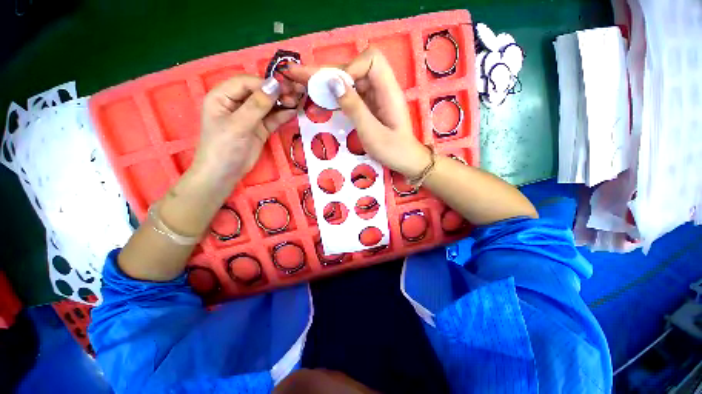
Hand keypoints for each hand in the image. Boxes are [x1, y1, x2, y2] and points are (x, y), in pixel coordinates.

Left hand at [190, 75, 300, 186]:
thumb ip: (257, 105)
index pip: (246, 83)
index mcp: (222, 96)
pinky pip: (272, 119)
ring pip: (268, 105)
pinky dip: (282, 116)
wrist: (225, 174)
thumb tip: (274, 85)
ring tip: (297, 102)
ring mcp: (250, 117)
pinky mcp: (260, 129)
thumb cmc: (224, 147)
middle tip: (295, 94)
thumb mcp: (238, 124)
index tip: (284, 89)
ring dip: (282, 103)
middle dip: (277, 93)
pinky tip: (293, 112)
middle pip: (259, 92)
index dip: (265, 84)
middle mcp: (236, 103)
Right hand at [286, 48, 430, 177]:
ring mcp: (375, 97)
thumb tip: (334, 82)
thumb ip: (354, 107)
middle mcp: (382, 89)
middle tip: (297, 74)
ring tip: (302, 83)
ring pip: (350, 81)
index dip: (350, 69)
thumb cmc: (393, 151)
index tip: (337, 88)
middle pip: (355, 68)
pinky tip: (321, 98)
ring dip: (327, 82)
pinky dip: (335, 95)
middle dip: (327, 71)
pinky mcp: (370, 106)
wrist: (406, 161)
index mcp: (388, 91)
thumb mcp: (372, 133)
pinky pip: (351, 95)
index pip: (370, 60)